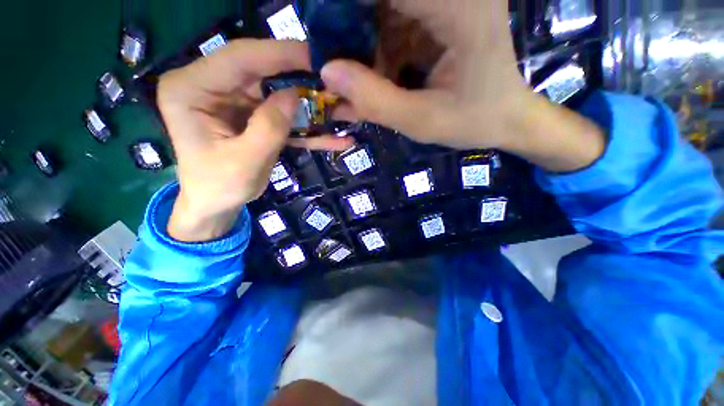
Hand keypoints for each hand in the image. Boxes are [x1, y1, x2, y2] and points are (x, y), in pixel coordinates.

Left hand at [158, 40, 351, 241]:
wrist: (215, 203)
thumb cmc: (219, 187)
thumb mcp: (244, 162)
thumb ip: (269, 128)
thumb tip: (295, 95)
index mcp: (191, 89)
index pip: (238, 58)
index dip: (278, 54)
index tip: (314, 55)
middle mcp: (210, 86)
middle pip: (260, 71)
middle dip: (297, 76)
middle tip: (331, 79)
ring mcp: (234, 101)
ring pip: (277, 93)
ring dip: (308, 103)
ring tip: (337, 106)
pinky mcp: (252, 116)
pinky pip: (282, 116)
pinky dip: (306, 127)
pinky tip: (332, 137)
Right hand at [321, 0, 605, 171]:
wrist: (505, 116)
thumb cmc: (471, 121)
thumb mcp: (420, 121)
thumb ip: (374, 100)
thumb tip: (326, 72)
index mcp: (459, 7)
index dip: (342, 9)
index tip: (322, 38)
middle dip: (348, 24)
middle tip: (334, 65)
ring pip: (383, 7)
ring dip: (360, 38)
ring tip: (355, 77)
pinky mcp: (439, 10)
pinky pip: (393, 17)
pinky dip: (376, 43)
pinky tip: (375, 72)